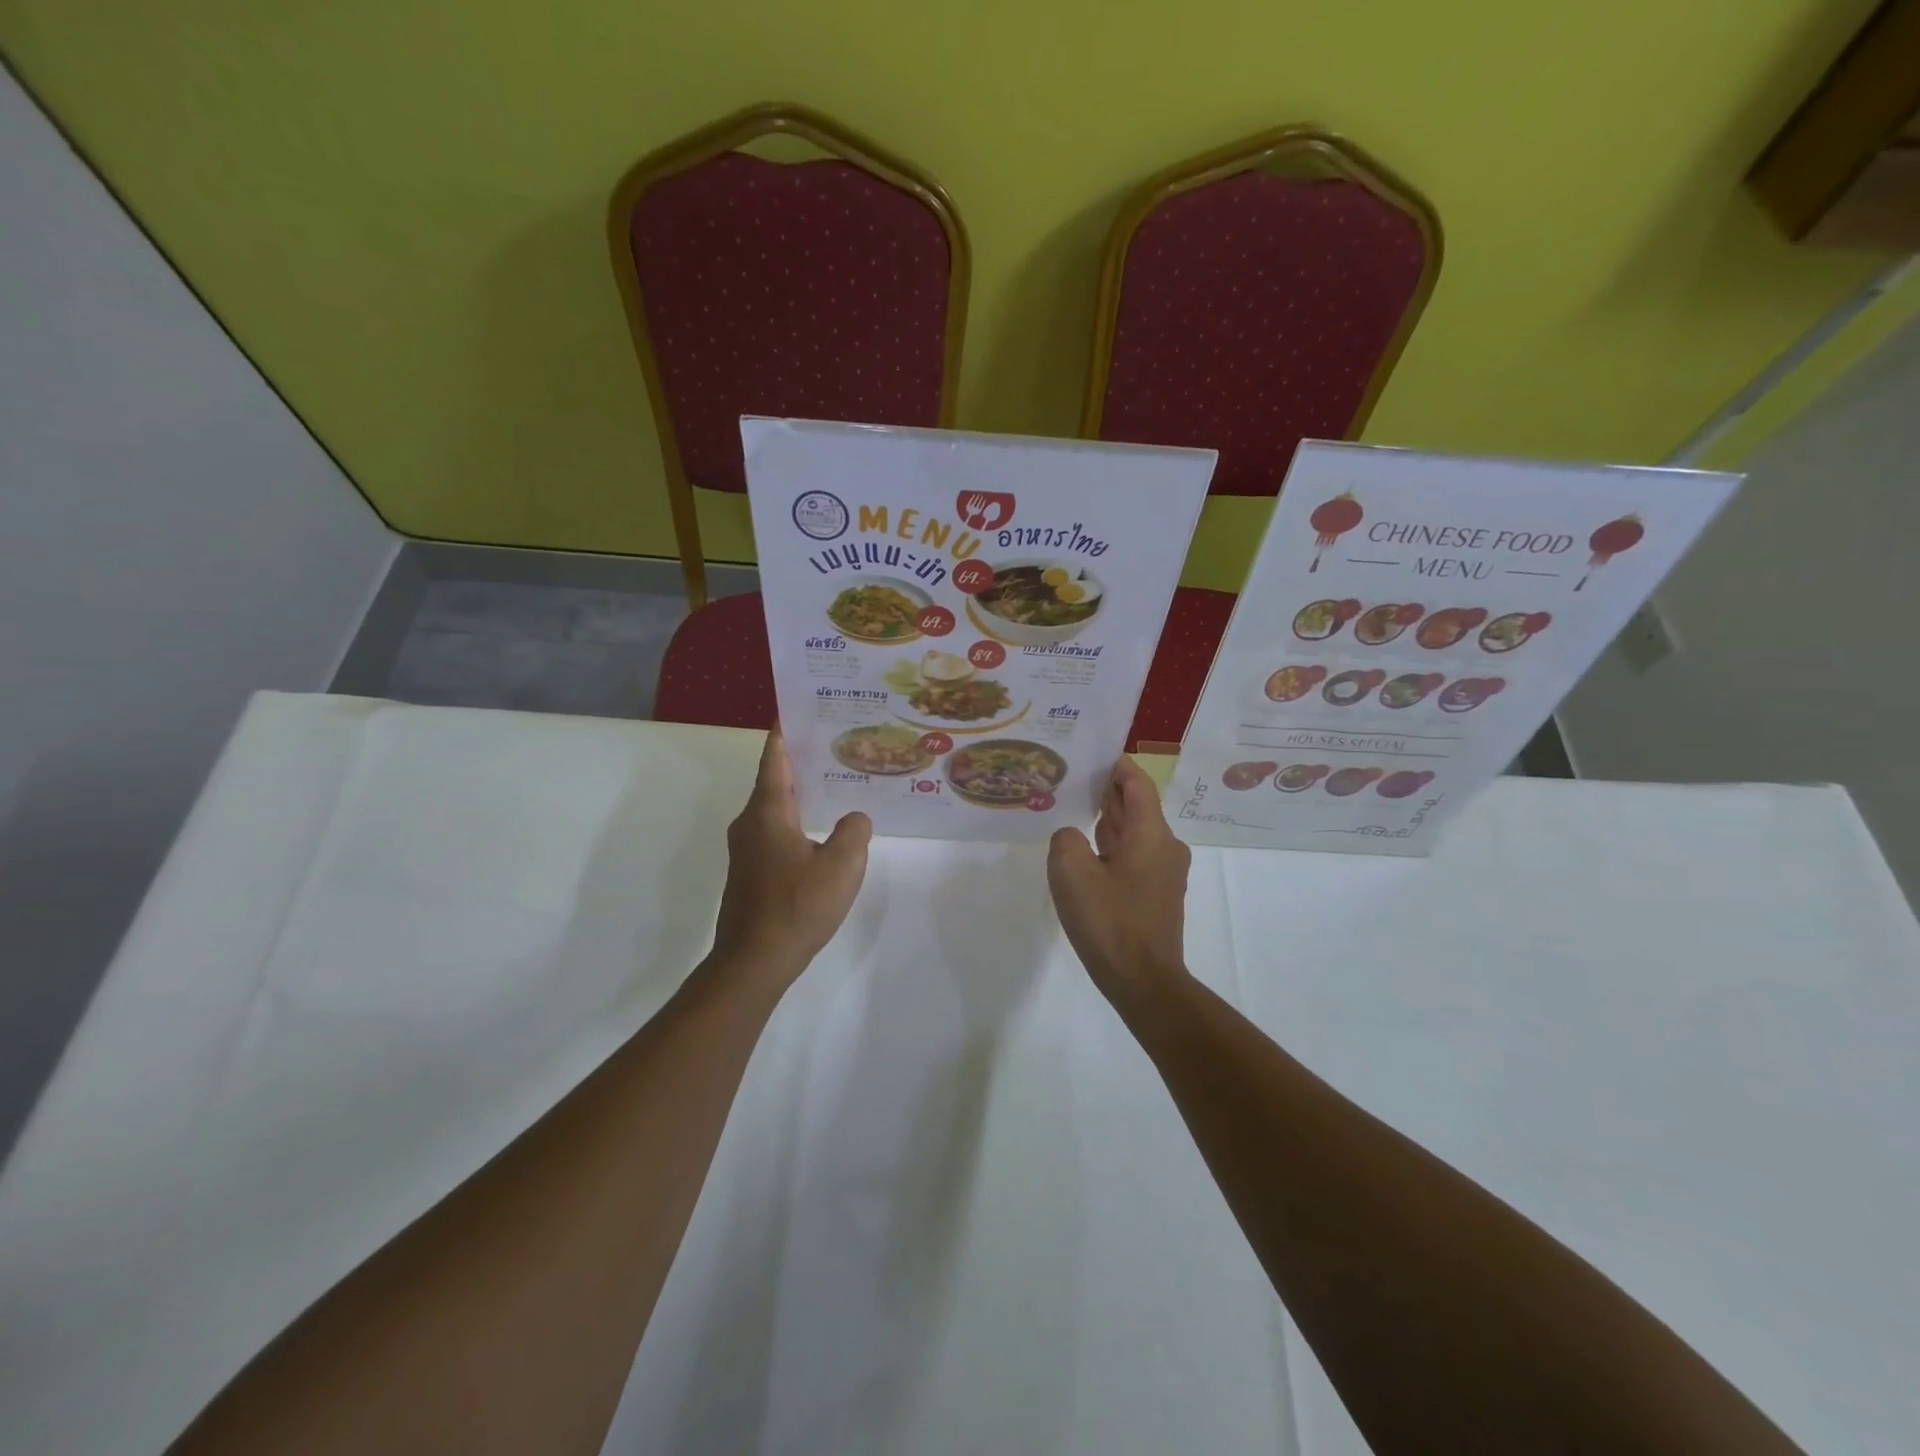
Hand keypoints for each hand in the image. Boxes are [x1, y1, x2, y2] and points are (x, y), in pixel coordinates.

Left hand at [711, 729, 871, 987]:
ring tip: (837, 783)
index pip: (776, 756)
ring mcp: (746, 849)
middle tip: (838, 743)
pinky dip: (797, 820)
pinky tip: (823, 831)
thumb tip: (854, 818)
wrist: (754, 962)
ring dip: (802, 792)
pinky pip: (775, 831)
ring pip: (775, 808)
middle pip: (775, 779)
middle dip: (803, 759)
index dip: (786, 730)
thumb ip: (854, 831)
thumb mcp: (842, 865)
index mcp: (768, 811)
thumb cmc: (797, 906)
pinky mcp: (750, 871)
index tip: (800, 707)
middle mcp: (750, 822)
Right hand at [1047, 755, 1190, 1010]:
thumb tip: (1073, 837)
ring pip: (1134, 833)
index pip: (1137, 784)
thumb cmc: (1110, 921)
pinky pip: (1133, 857)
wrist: (1143, 981)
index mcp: (1152, 833)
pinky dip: (1112, 847)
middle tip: (1072, 778)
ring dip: (1108, 820)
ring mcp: (1164, 873)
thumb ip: (1066, 839)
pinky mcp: (1156, 895)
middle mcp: (1165, 847)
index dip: (1117, 765)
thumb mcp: (1072, 872)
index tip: (1093, 752)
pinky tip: (1086, 852)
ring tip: (1074, 809)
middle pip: (1137, 806)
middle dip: (1107, 791)